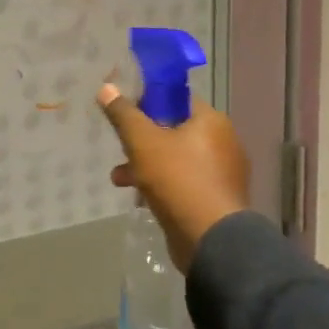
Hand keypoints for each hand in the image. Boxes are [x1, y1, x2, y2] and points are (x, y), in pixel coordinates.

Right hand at [99, 84, 249, 271]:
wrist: (211, 240)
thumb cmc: (177, 179)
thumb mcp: (142, 142)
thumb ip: (123, 114)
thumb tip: (106, 87)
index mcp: (211, 121)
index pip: (176, 99)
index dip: (148, 101)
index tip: (125, 114)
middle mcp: (222, 142)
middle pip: (174, 130)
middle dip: (142, 140)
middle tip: (120, 148)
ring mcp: (222, 173)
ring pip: (176, 158)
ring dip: (146, 165)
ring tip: (119, 178)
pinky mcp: (216, 199)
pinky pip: (184, 182)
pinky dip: (162, 185)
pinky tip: (140, 198)